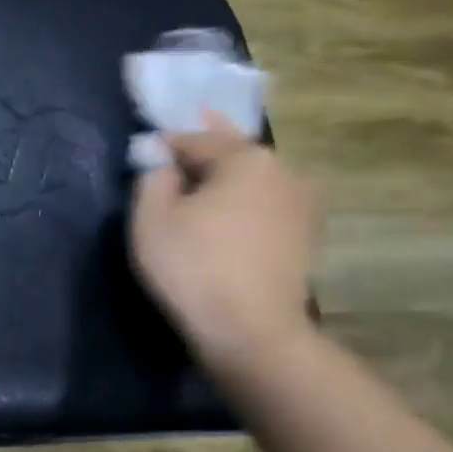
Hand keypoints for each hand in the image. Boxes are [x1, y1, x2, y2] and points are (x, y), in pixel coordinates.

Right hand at [128, 116, 319, 368]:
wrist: (251, 331)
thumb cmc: (193, 268)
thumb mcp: (151, 219)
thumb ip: (152, 178)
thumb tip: (161, 162)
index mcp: (247, 159)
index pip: (196, 139)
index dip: (166, 144)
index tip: (146, 151)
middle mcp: (284, 171)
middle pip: (235, 153)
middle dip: (211, 144)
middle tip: (196, 121)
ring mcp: (303, 205)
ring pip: (256, 179)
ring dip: (233, 175)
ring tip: (213, 171)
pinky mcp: (306, 238)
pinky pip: (268, 207)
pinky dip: (249, 202)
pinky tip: (235, 210)